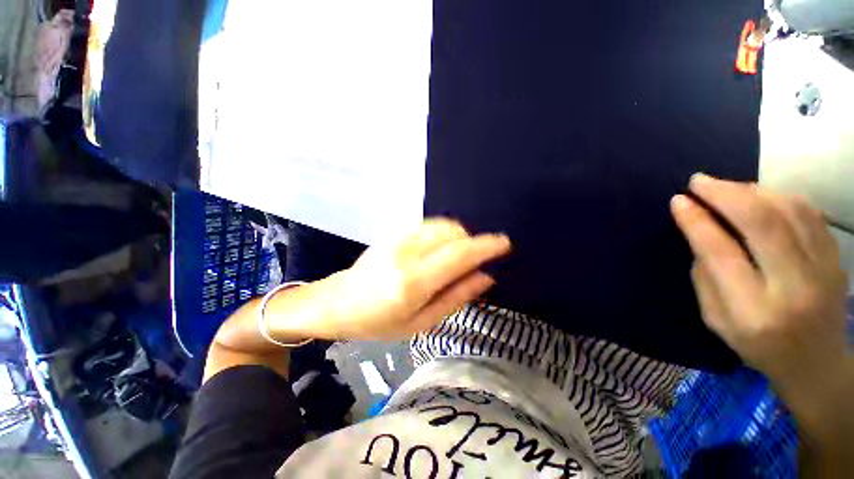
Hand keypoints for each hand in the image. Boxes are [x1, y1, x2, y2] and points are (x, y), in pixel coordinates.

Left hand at [269, 218, 511, 340]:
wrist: (338, 302)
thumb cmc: (379, 322)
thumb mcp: (420, 323)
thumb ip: (456, 298)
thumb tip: (486, 277)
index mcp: (413, 282)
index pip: (459, 255)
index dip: (485, 246)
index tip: (505, 243)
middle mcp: (407, 253)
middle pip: (453, 233)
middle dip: (472, 242)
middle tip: (475, 260)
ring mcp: (397, 238)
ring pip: (442, 225)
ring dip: (459, 236)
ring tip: (457, 257)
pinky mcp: (393, 232)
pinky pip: (429, 224)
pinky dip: (444, 232)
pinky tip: (440, 248)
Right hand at [670, 175, 849, 397]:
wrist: (816, 361)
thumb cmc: (757, 344)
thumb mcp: (715, 318)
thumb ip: (705, 274)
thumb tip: (698, 228)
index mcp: (753, 310)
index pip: (721, 253)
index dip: (697, 221)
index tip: (678, 200)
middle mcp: (793, 286)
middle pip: (762, 223)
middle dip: (725, 194)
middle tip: (698, 181)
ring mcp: (823, 269)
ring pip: (789, 210)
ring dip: (751, 191)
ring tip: (725, 187)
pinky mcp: (835, 257)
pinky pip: (808, 212)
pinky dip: (779, 196)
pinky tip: (759, 195)